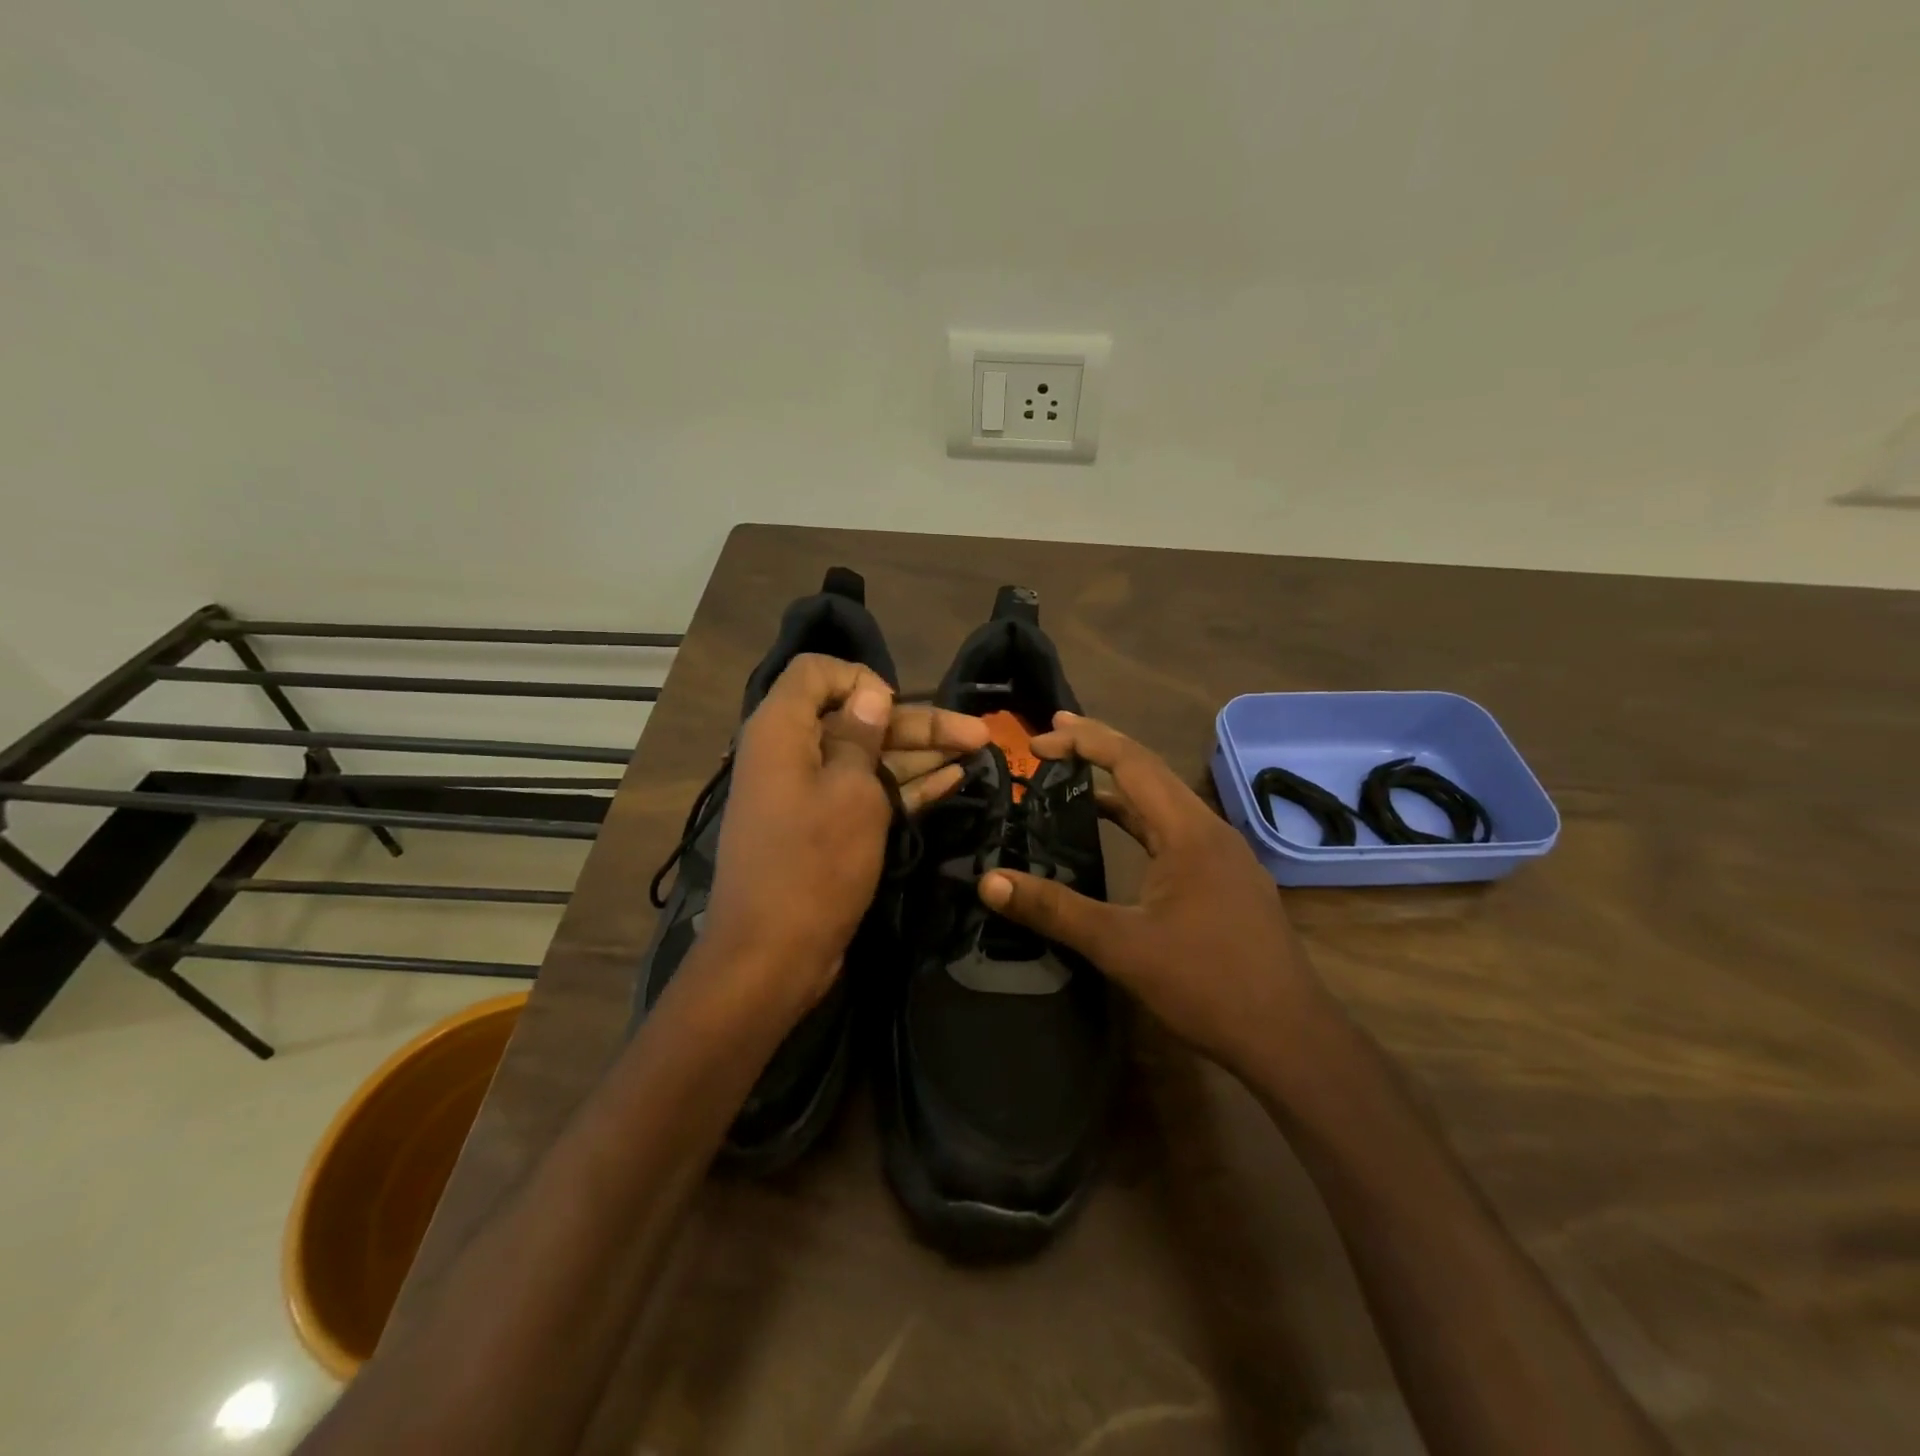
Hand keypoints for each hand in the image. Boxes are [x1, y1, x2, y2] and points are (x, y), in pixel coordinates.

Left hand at [701, 655, 986, 1009]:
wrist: (771, 956)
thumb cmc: (813, 865)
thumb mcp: (850, 792)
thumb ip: (862, 735)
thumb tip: (870, 693)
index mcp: (781, 730)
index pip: (816, 673)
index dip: (860, 679)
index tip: (897, 707)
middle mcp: (791, 753)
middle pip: (857, 718)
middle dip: (917, 723)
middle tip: (979, 734)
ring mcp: (808, 793)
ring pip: (869, 758)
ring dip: (921, 753)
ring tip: (978, 751)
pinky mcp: (823, 828)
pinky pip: (866, 793)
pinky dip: (905, 785)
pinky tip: (952, 779)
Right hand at [977, 712, 1326, 1080]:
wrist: (1289, 1036)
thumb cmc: (1206, 984)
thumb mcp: (1121, 945)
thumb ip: (1054, 909)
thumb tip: (990, 882)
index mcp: (1188, 831)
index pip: (1131, 762)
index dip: (1084, 741)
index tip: (1039, 739)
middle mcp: (1210, 830)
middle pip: (1149, 772)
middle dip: (1099, 749)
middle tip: (1051, 738)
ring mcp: (1224, 855)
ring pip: (1164, 804)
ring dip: (1119, 788)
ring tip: (1073, 778)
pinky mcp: (1227, 880)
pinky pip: (1175, 832)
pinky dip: (1139, 822)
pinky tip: (1118, 837)